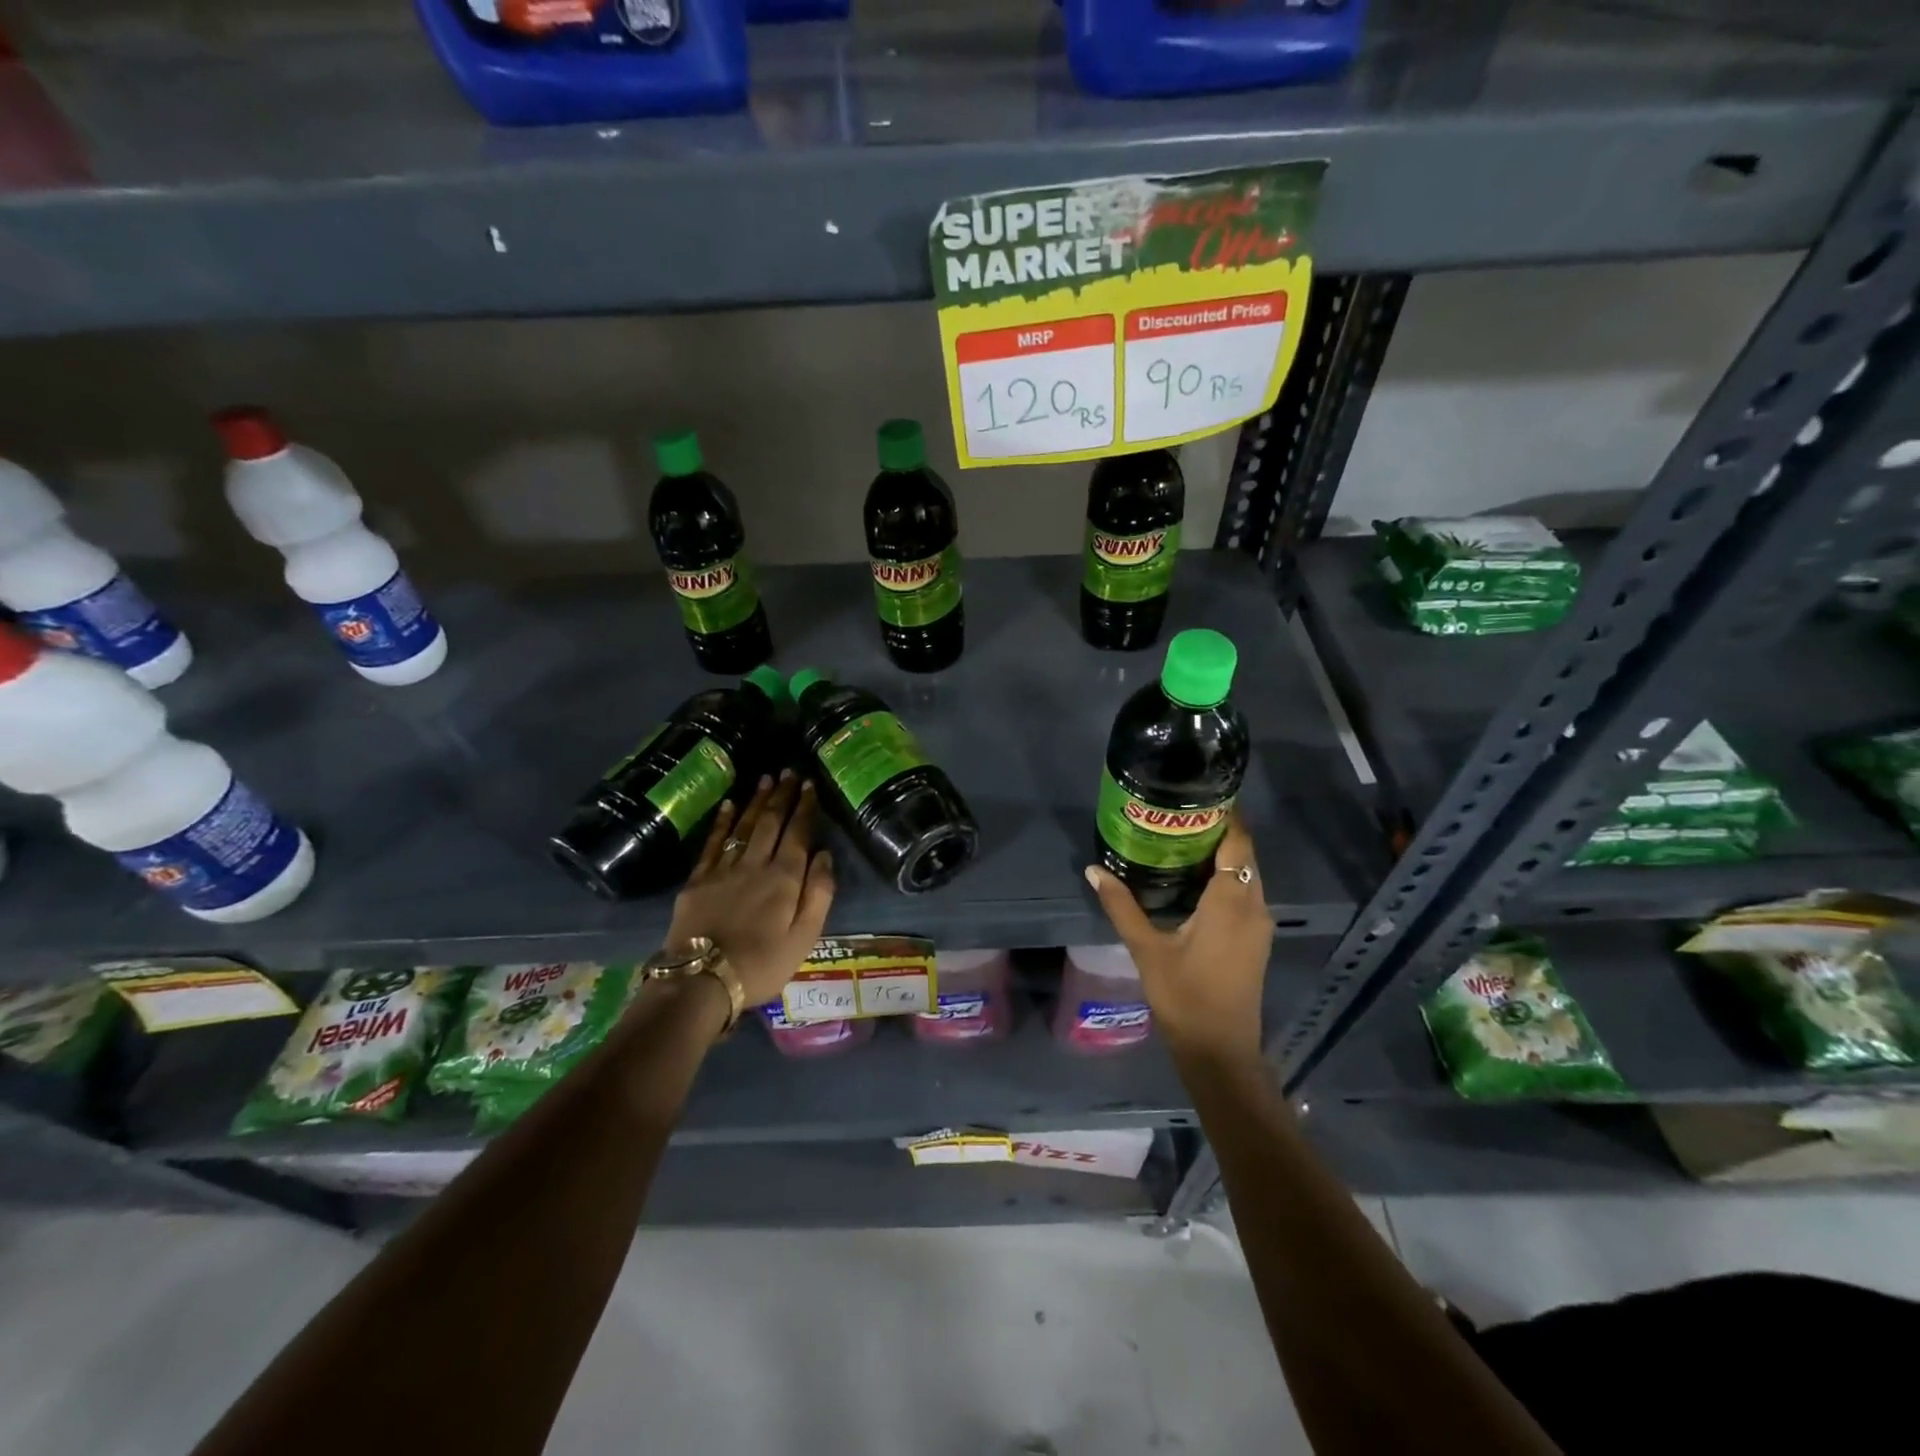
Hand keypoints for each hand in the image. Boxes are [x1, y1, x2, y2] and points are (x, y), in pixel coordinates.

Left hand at [664, 771, 835, 1007]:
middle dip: (782, 795)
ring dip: (757, 801)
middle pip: (771, 822)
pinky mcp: (698, 880)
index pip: (798, 833)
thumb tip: (825, 854)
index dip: (805, 807)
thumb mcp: (805, 936)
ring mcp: (724, 869)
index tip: (810, 784)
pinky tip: (729, 805)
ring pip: (744, 826)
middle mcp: (756, 864)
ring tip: (766, 779)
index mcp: (785, 878)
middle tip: (789, 771)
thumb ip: (819, 893)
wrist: (702, 981)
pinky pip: (713, 842)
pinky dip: (723, 821)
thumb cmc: (763, 964)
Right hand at [1084, 807, 1272, 1067]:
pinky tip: (1193, 878)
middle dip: (1219, 830)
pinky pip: (1245, 893)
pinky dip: (1225, 876)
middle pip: (1244, 854)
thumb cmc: (1184, 997)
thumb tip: (1094, 870)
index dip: (1225, 815)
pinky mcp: (1255, 939)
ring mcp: (1259, 924)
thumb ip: (1121, 906)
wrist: (1220, 1052)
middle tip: (1179, 813)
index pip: (1238, 842)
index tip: (1198, 794)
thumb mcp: (1147, 949)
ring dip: (1223, 854)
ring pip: (1246, 874)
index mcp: (1231, 902)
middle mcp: (1253, 906)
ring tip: (1182, 838)